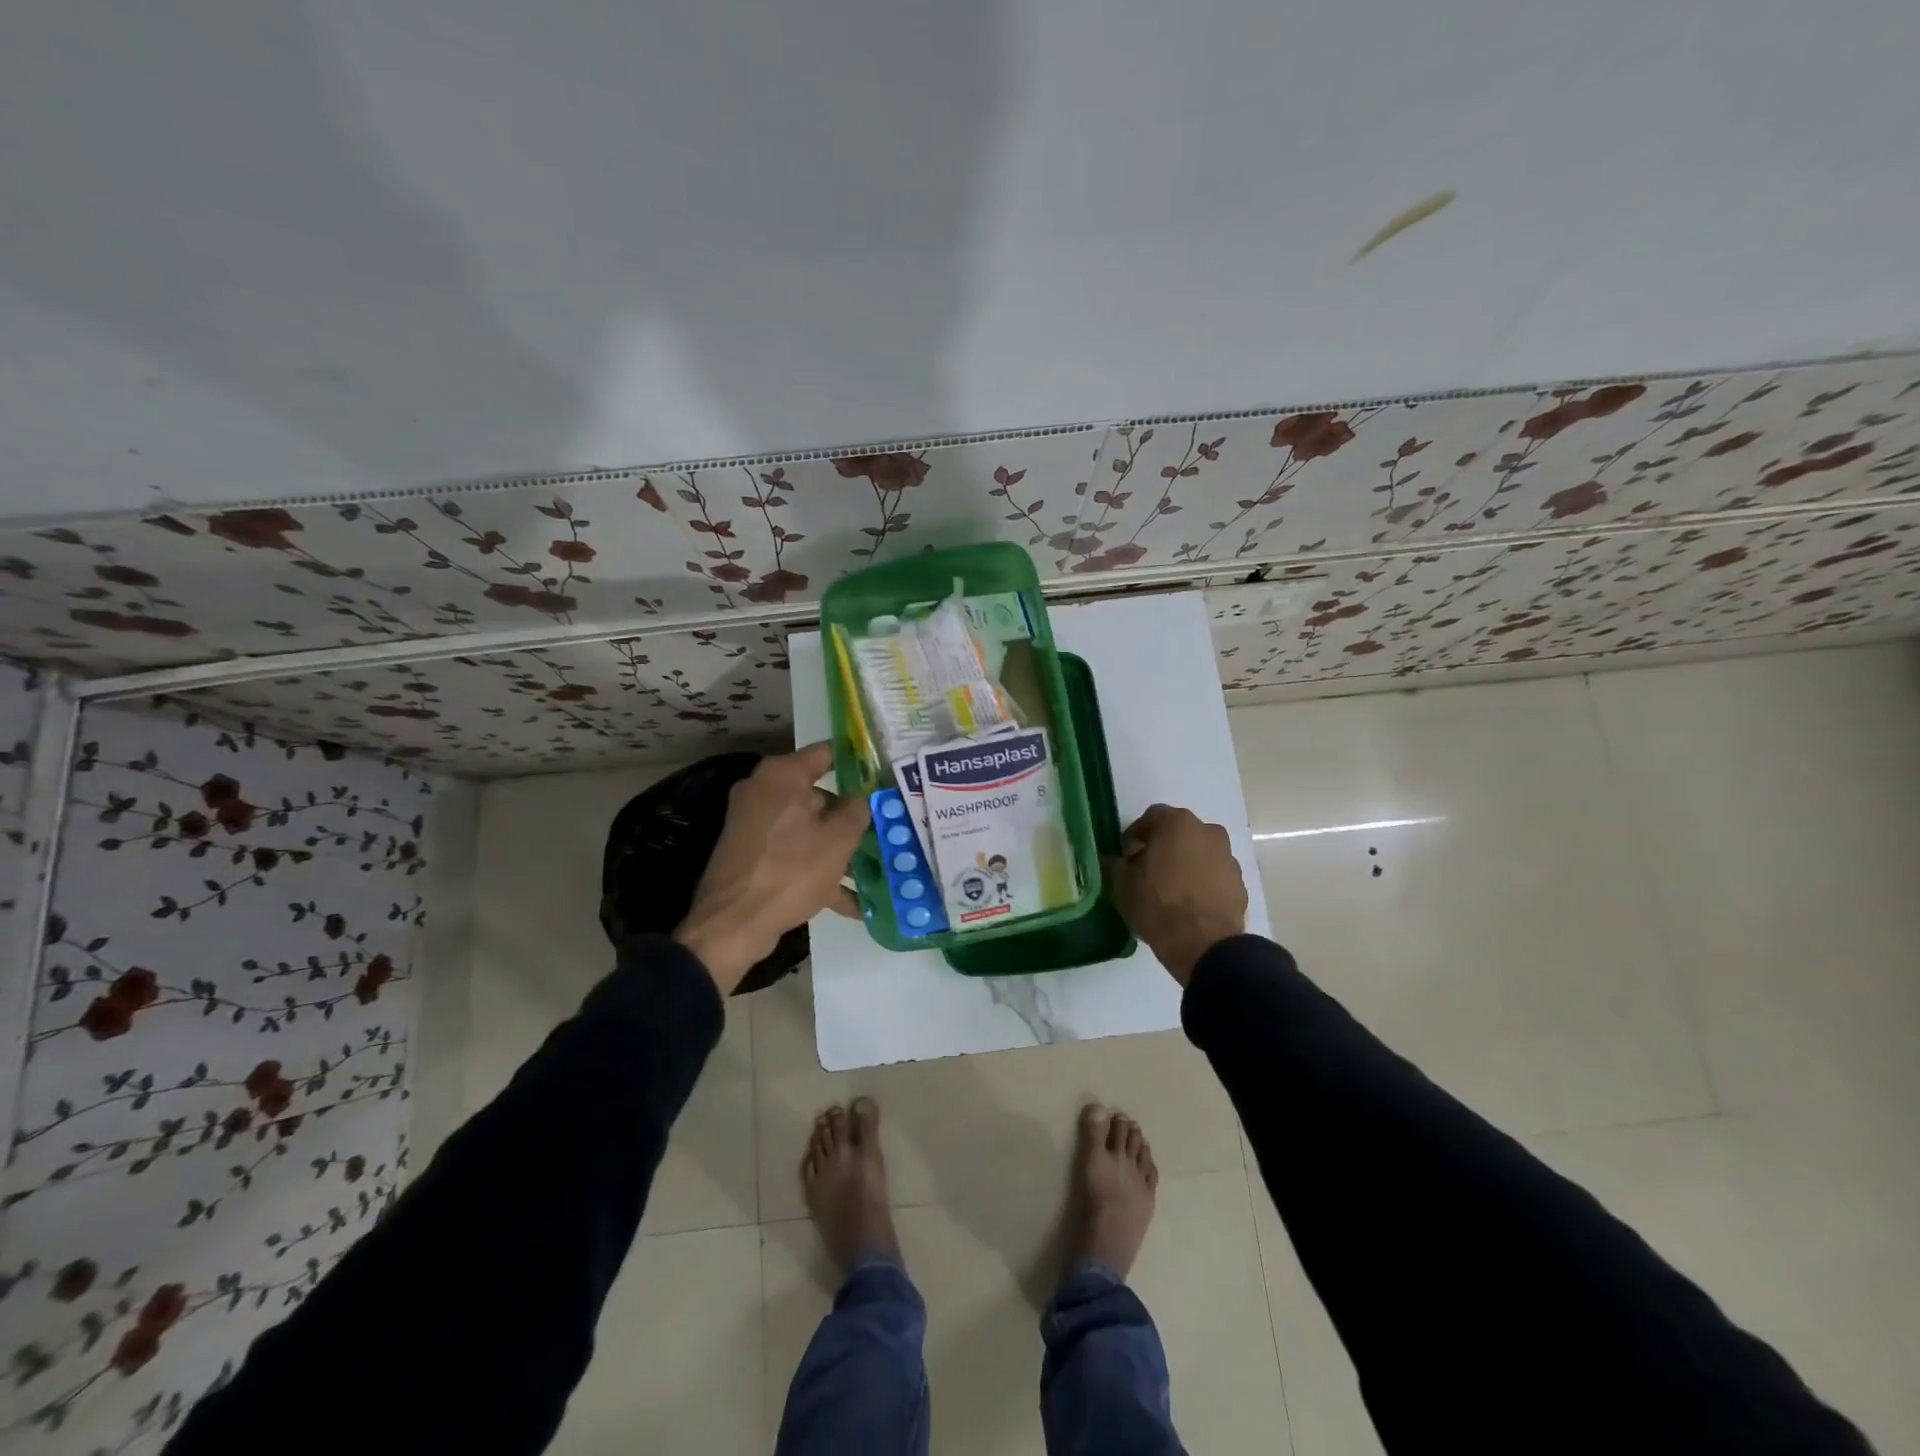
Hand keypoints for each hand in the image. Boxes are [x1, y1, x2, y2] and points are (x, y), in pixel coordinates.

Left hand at [676, 743, 869, 993]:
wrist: (732, 925)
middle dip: (851, 817)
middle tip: (885, 829)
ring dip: (839, 850)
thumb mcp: (838, 840)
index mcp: (782, 776)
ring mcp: (755, 825)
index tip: (882, 775)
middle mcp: (764, 791)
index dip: (857, 762)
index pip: (826, 753)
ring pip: (808, 829)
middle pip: (819, 795)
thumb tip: (861, 798)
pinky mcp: (752, 855)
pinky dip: (819, 872)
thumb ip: (857, 811)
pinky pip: (794, 854)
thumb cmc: (791, 871)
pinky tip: (852, 903)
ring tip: (875, 870)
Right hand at [1104, 804, 1246, 986]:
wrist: (1203, 944)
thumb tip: (1112, 859)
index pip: (1150, 818)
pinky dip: (1203, 883)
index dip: (1134, 837)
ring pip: (1199, 853)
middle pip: (1178, 833)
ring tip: (1171, 891)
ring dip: (1185, 864)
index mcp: (1177, 823)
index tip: (1126, 859)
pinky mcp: (1240, 883)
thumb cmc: (1157, 904)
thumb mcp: (1121, 884)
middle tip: (1147, 872)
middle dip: (1163, 848)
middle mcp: (1208, 831)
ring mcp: (1228, 857)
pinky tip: (1190, 905)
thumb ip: (1114, 864)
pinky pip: (1214, 876)